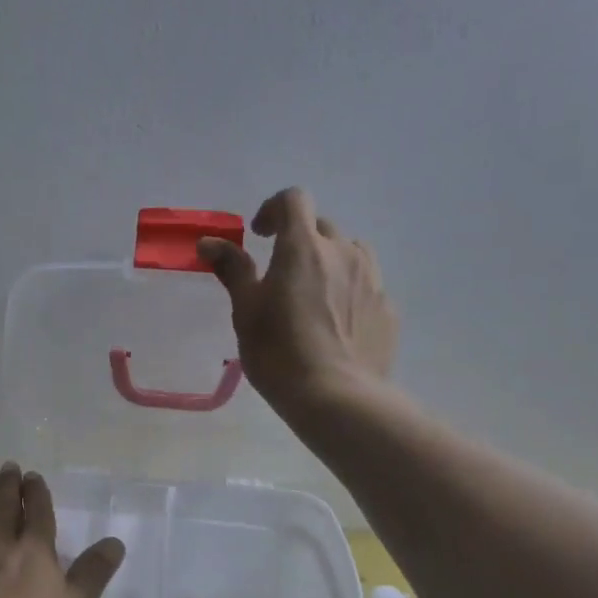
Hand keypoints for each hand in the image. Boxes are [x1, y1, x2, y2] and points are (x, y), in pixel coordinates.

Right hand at [198, 187, 396, 413]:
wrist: (338, 398)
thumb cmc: (280, 353)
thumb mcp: (246, 311)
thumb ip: (232, 269)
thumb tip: (209, 242)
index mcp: (303, 247)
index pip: (294, 199)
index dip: (274, 209)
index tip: (260, 236)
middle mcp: (343, 252)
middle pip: (322, 226)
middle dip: (300, 239)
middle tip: (282, 274)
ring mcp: (372, 279)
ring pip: (351, 252)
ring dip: (330, 260)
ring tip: (315, 294)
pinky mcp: (388, 308)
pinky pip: (367, 285)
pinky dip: (350, 290)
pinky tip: (337, 324)